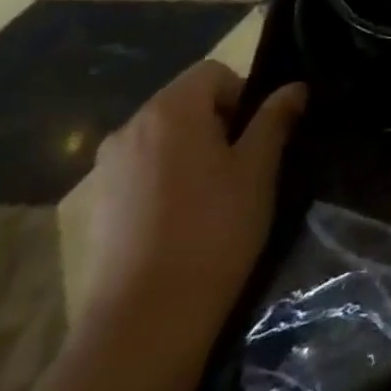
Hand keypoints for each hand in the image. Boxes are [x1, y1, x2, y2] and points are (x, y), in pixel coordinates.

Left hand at [83, 62, 306, 347]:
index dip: (244, 95)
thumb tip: (294, 88)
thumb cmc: (214, 228)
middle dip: (219, 122)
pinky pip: (142, 168)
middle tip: (244, 166)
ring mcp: (107, 167)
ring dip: (192, 150)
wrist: (145, 318)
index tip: (258, 137)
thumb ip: (275, 120)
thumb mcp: (259, 169)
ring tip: (215, 194)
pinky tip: (182, 218)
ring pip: (163, 137)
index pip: (214, 73)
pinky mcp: (97, 203)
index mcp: (171, 110)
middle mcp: (130, 127)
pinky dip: (166, 177)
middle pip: (185, 102)